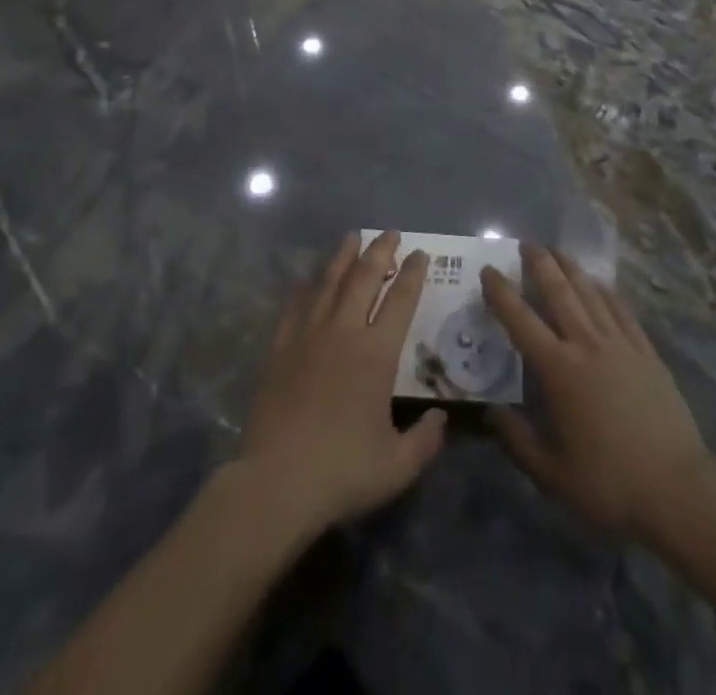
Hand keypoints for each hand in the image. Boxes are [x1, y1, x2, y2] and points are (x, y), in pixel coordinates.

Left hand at [236, 232, 446, 541]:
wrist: (275, 483)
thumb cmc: (341, 472)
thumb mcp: (398, 466)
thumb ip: (425, 440)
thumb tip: (440, 418)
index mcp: (376, 354)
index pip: (401, 300)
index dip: (413, 274)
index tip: (420, 254)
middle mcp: (343, 333)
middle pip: (364, 278)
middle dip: (380, 251)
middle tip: (391, 233)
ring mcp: (308, 337)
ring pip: (329, 283)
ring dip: (343, 257)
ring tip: (352, 237)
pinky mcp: (280, 350)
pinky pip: (295, 307)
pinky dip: (305, 288)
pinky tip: (308, 280)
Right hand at [482, 245, 712, 542]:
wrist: (678, 489)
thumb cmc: (610, 485)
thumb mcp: (553, 476)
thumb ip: (518, 441)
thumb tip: (491, 411)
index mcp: (559, 371)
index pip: (521, 321)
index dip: (501, 293)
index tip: (489, 271)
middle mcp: (587, 345)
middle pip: (559, 292)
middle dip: (539, 264)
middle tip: (525, 245)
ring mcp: (621, 344)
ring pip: (590, 292)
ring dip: (571, 268)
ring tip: (556, 251)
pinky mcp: (647, 352)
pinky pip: (621, 310)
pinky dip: (606, 291)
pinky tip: (599, 283)